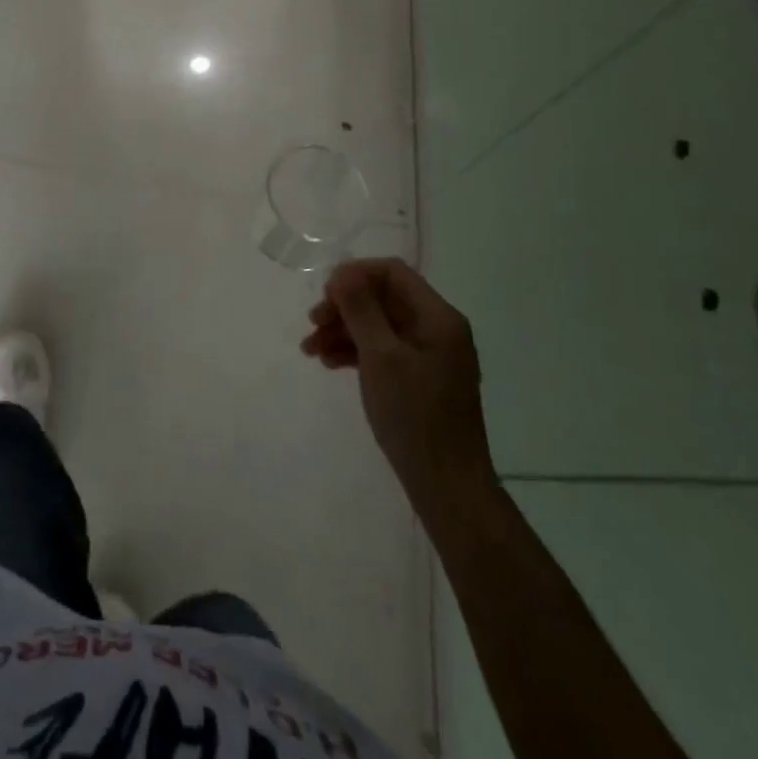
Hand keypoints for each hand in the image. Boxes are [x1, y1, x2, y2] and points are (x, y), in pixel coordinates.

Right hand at [302, 258, 496, 521]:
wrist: (447, 487)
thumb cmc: (415, 416)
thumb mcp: (381, 356)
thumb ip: (361, 308)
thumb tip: (343, 270)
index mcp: (438, 317)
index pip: (392, 272)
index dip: (354, 275)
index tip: (325, 296)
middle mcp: (436, 329)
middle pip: (382, 298)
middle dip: (343, 306)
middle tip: (312, 323)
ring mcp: (428, 356)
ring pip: (377, 324)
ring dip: (342, 329)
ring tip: (310, 349)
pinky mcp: (418, 379)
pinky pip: (382, 350)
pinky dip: (354, 351)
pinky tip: (328, 363)